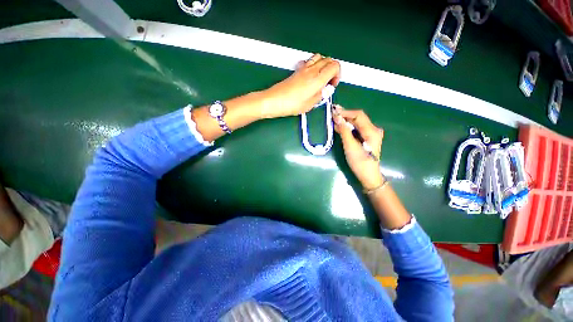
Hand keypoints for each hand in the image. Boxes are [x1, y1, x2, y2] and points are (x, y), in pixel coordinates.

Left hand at [260, 54, 340, 118]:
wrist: (275, 100)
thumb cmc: (291, 104)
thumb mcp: (310, 105)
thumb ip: (321, 95)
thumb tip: (327, 90)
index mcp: (318, 78)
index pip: (335, 66)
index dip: (337, 75)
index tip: (332, 85)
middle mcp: (312, 69)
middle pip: (329, 60)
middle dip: (332, 70)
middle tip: (328, 83)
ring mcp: (303, 68)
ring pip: (319, 57)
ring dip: (324, 65)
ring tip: (321, 78)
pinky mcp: (297, 70)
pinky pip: (309, 61)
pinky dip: (314, 65)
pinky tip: (311, 75)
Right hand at [333, 106, 383, 189]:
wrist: (368, 175)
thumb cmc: (359, 162)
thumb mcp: (350, 146)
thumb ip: (344, 130)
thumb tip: (336, 117)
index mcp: (371, 131)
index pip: (358, 115)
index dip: (345, 112)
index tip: (333, 111)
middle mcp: (373, 129)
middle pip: (358, 118)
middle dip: (344, 115)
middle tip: (332, 113)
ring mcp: (370, 134)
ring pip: (356, 123)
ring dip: (345, 121)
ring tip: (333, 119)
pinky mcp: (366, 138)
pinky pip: (356, 129)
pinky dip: (347, 127)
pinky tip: (338, 126)